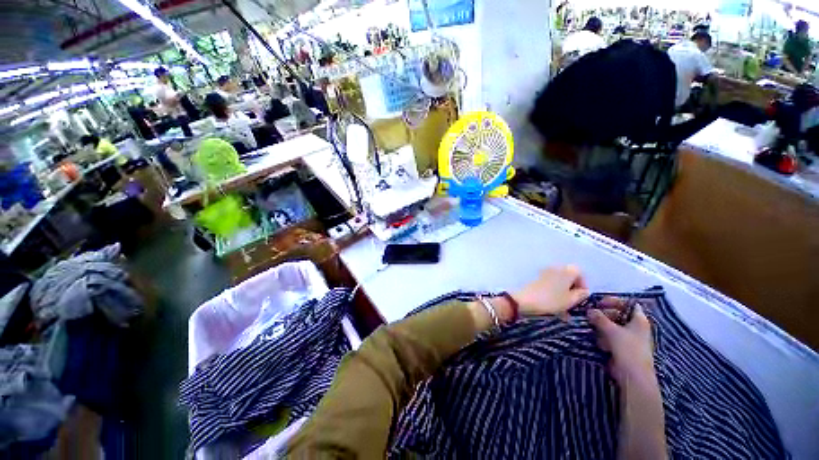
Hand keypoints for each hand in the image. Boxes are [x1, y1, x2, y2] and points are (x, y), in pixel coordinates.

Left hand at [512, 265, 589, 318]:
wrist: (523, 301)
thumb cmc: (551, 301)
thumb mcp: (569, 301)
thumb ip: (580, 296)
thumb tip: (585, 292)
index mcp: (569, 269)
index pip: (582, 275)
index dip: (583, 288)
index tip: (581, 301)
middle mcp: (559, 267)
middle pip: (571, 279)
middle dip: (573, 293)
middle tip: (572, 307)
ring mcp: (547, 271)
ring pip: (561, 284)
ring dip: (563, 296)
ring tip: (563, 311)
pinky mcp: (538, 279)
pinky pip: (551, 286)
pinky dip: (554, 295)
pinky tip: (553, 308)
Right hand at [588, 304, 654, 383]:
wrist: (634, 377)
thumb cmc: (628, 350)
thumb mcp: (613, 333)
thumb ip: (601, 321)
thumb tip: (589, 311)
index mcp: (639, 318)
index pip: (627, 303)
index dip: (614, 302)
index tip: (599, 303)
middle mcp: (637, 327)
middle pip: (620, 317)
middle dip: (606, 317)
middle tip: (593, 318)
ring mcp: (632, 340)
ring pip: (616, 330)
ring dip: (605, 331)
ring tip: (594, 332)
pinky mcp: (625, 352)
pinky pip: (615, 342)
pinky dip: (607, 341)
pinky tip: (600, 345)